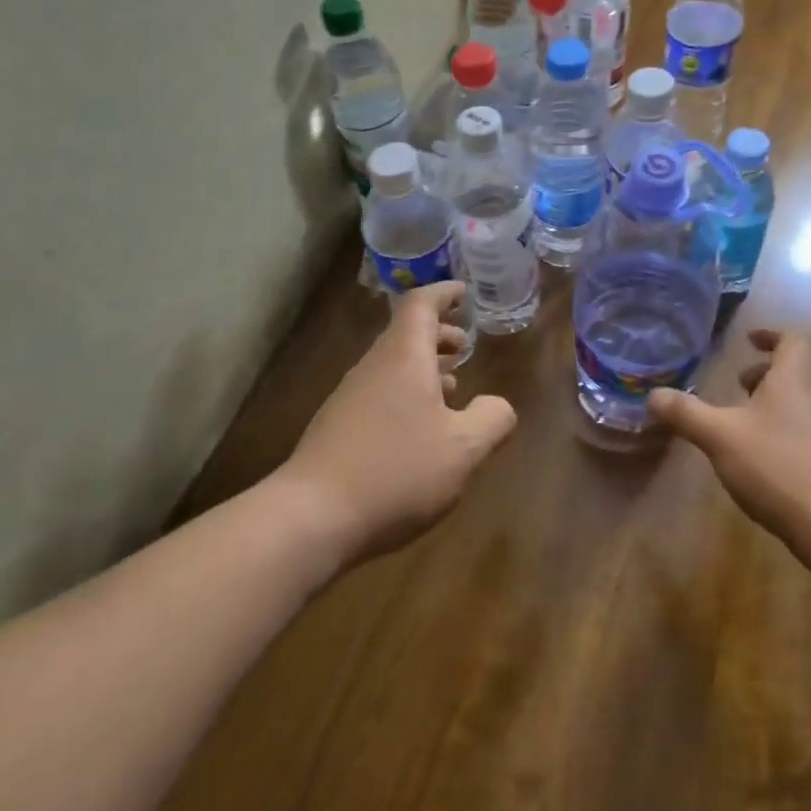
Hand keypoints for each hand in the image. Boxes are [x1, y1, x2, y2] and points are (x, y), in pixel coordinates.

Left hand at [283, 281, 516, 567]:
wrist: (312, 518)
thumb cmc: (397, 472)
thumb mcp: (464, 449)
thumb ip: (492, 420)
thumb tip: (498, 405)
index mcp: (403, 358)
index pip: (421, 305)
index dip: (444, 294)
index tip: (464, 292)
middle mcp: (372, 368)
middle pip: (405, 335)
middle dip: (439, 335)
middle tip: (465, 346)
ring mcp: (349, 398)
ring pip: (392, 366)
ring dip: (424, 368)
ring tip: (452, 388)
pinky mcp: (337, 429)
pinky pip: (379, 394)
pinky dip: (406, 395)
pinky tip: (420, 430)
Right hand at [647, 329, 810, 546]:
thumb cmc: (778, 466)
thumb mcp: (719, 437)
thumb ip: (685, 413)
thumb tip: (652, 395)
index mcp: (795, 379)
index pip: (792, 340)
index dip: (771, 336)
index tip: (749, 340)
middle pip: (805, 366)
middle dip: (773, 367)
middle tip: (744, 380)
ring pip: (808, 398)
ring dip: (779, 398)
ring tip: (745, 417)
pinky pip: (810, 427)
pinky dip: (787, 426)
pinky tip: (762, 452)